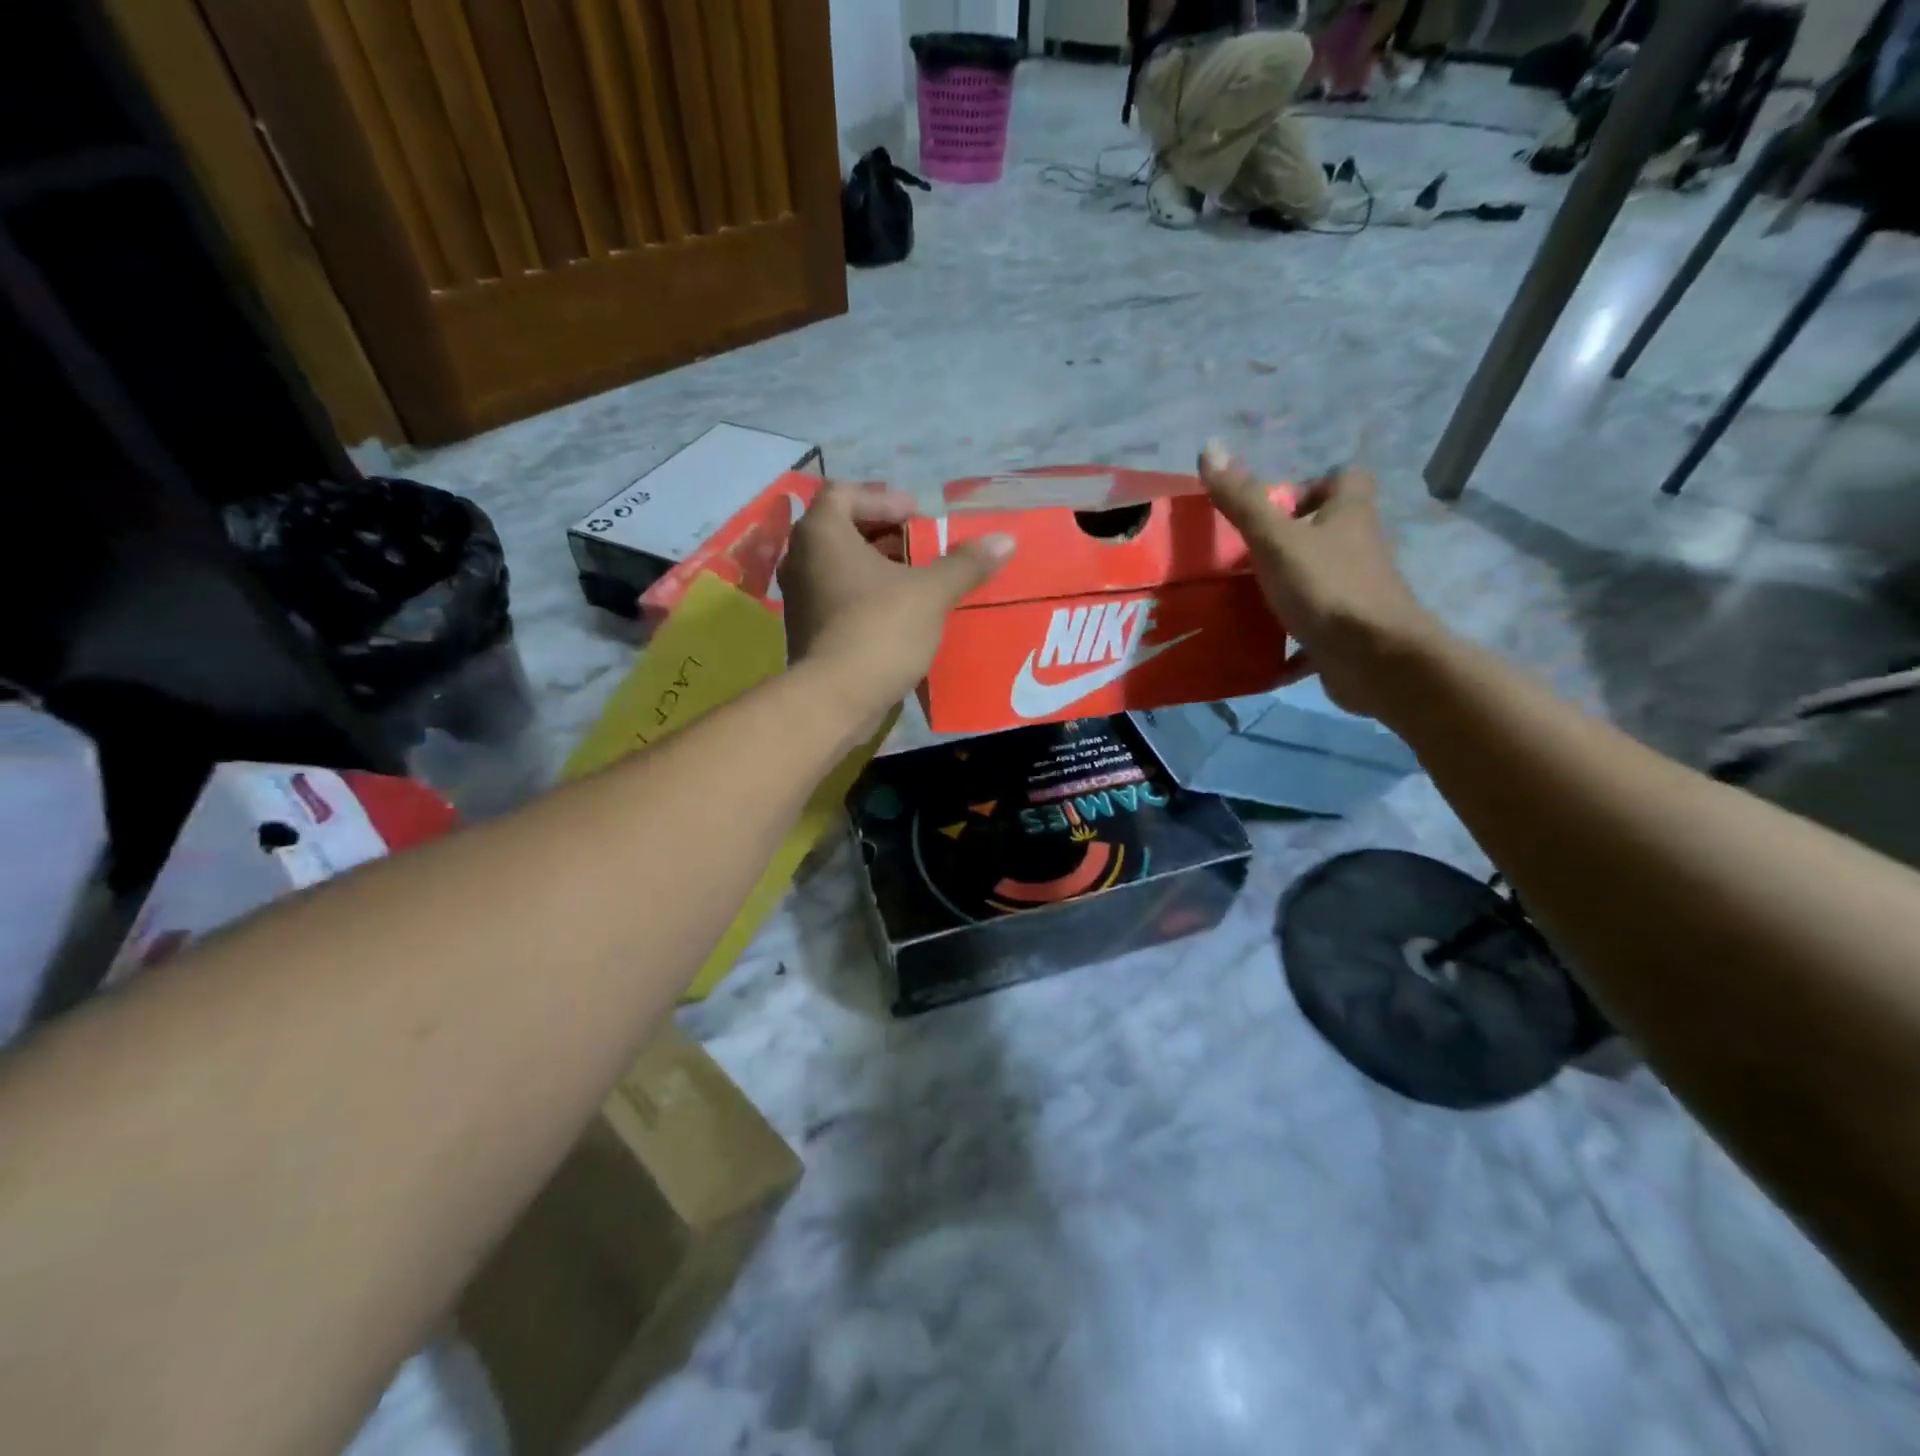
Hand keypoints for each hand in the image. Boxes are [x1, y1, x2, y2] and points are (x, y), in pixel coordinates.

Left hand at [779, 482, 1013, 726]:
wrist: (836, 698)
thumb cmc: (880, 629)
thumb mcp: (930, 593)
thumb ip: (965, 564)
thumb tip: (1006, 539)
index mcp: (822, 534)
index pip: (845, 493)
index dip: (884, 499)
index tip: (917, 516)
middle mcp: (800, 558)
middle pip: (841, 529)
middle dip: (884, 533)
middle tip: (920, 545)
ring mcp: (798, 596)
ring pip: (838, 565)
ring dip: (875, 566)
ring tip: (915, 580)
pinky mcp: (805, 629)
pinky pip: (836, 596)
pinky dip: (864, 594)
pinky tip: (897, 613)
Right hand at [1200, 443, 1441, 719]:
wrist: (1373, 658)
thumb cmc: (1326, 587)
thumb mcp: (1275, 540)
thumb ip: (1242, 500)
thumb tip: (1209, 447)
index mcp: (1350, 516)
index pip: (1345, 480)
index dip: (1313, 486)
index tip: (1275, 509)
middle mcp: (1360, 549)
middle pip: (1330, 532)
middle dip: (1291, 542)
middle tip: (1246, 557)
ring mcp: (1357, 593)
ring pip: (1322, 580)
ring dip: (1290, 587)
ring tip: (1245, 598)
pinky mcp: (1349, 633)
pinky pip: (1317, 629)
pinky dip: (1293, 640)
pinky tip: (1263, 650)